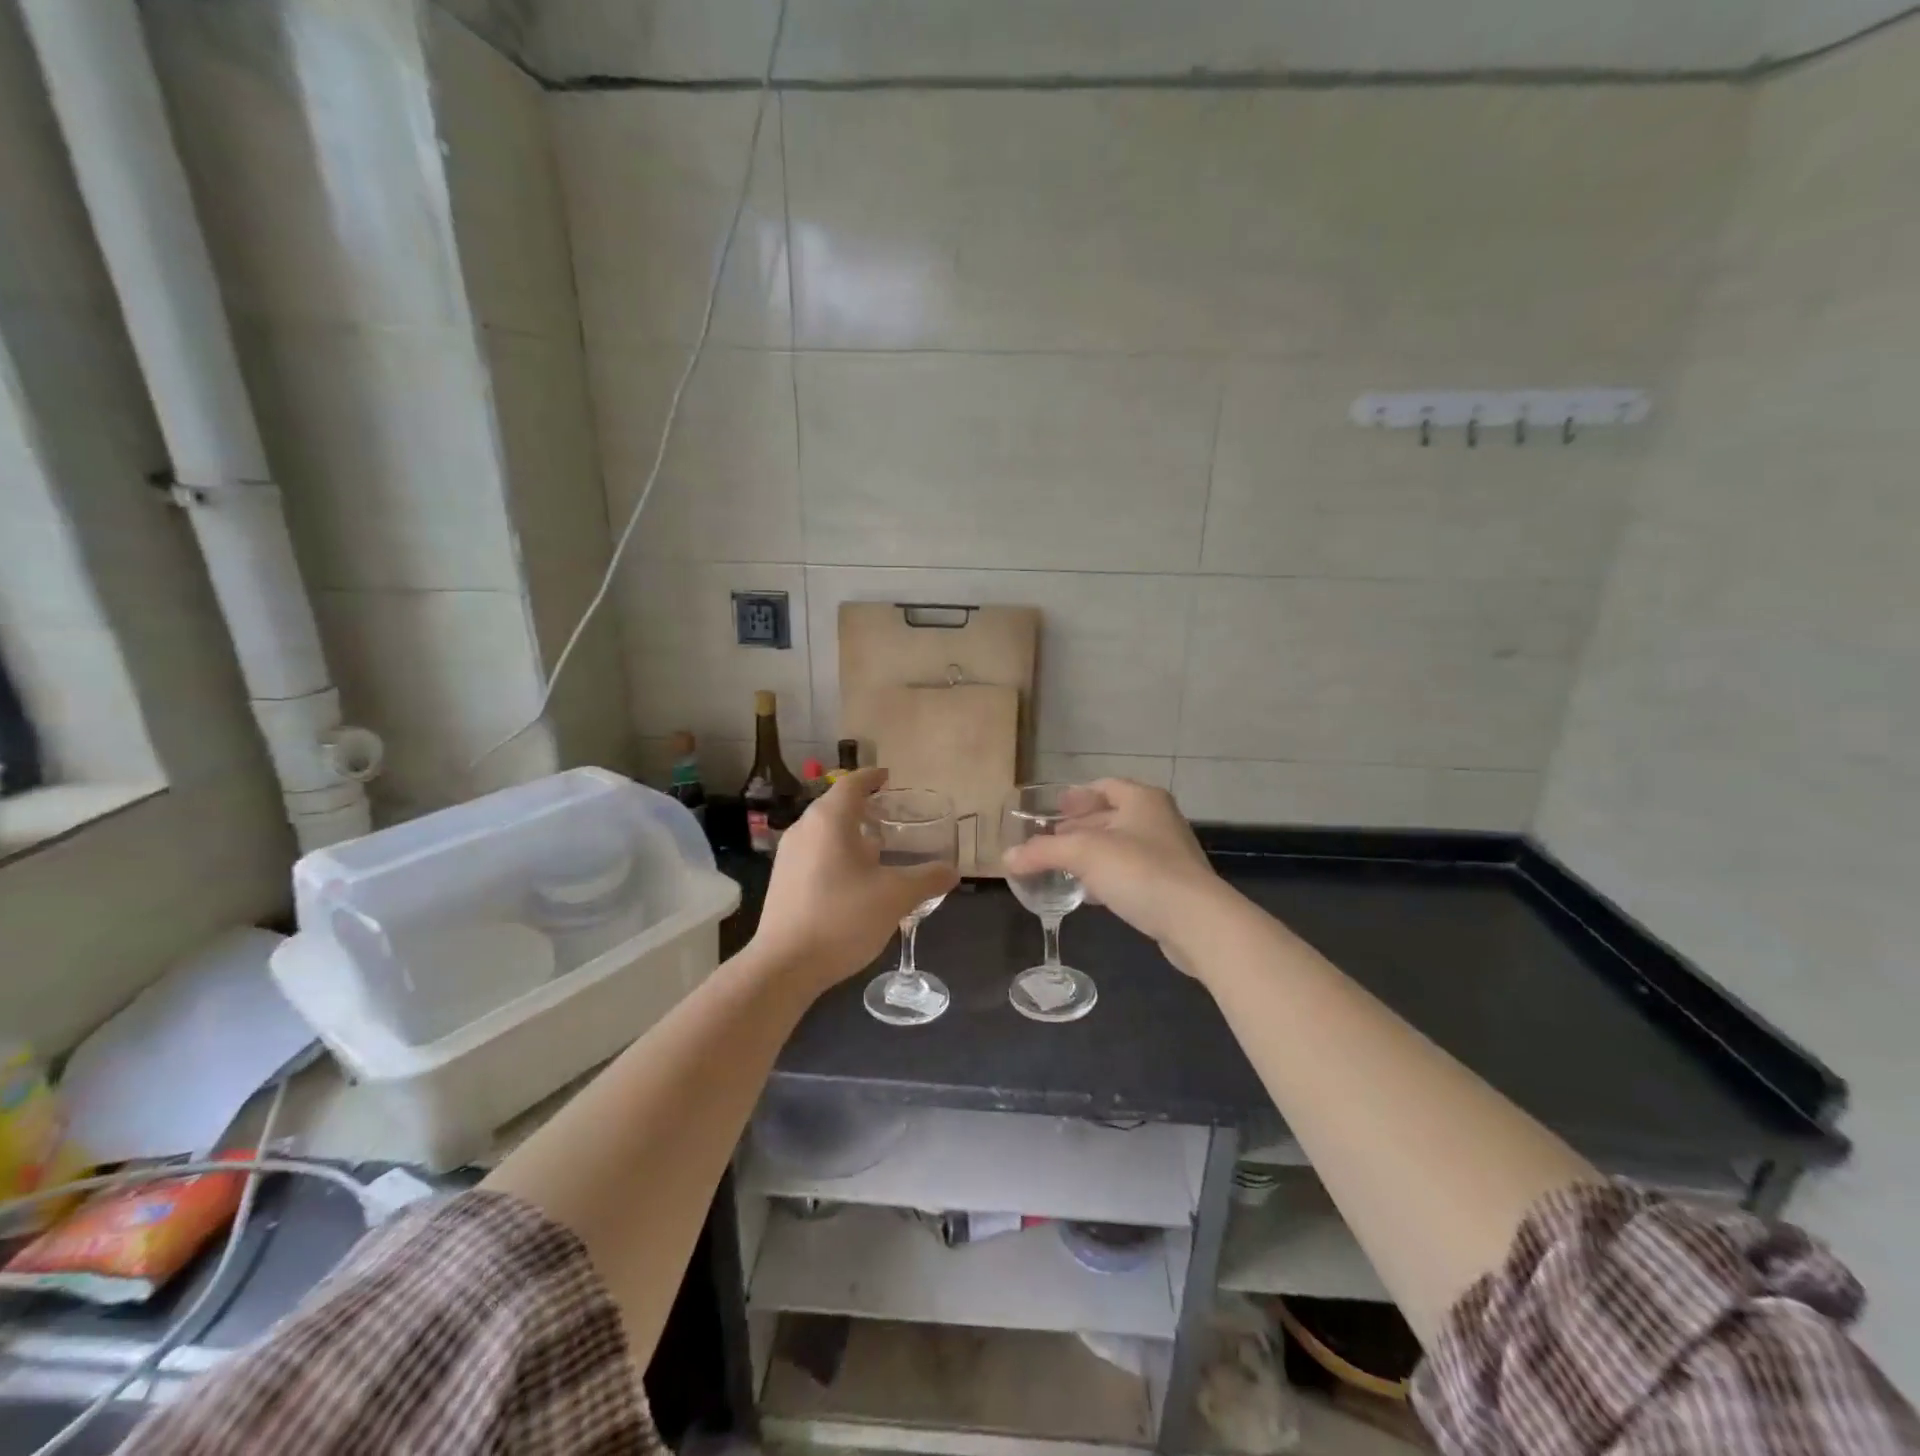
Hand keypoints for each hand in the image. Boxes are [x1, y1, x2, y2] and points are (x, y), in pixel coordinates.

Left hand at [751, 768, 958, 993]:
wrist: (784, 966)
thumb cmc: (842, 918)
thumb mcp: (895, 897)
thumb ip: (927, 879)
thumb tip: (952, 871)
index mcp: (829, 820)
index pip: (852, 784)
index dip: (872, 777)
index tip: (889, 777)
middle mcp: (804, 828)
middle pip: (835, 805)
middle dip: (863, 806)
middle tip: (891, 814)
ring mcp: (788, 855)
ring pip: (823, 831)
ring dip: (850, 832)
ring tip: (878, 847)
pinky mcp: (781, 880)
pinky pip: (814, 852)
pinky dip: (836, 852)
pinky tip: (854, 878)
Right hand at [1001, 779, 1232, 971]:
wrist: (1196, 921)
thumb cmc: (1139, 871)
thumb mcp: (1083, 854)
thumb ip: (1042, 852)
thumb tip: (1007, 858)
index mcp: (1142, 799)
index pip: (1105, 786)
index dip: (1077, 795)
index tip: (1054, 808)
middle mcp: (1158, 820)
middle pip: (1112, 815)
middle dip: (1080, 826)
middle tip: (1051, 839)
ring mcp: (1168, 854)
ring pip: (1121, 846)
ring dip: (1092, 854)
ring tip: (1063, 866)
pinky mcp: (1170, 886)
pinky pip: (1131, 873)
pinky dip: (1107, 877)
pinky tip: (1089, 894)